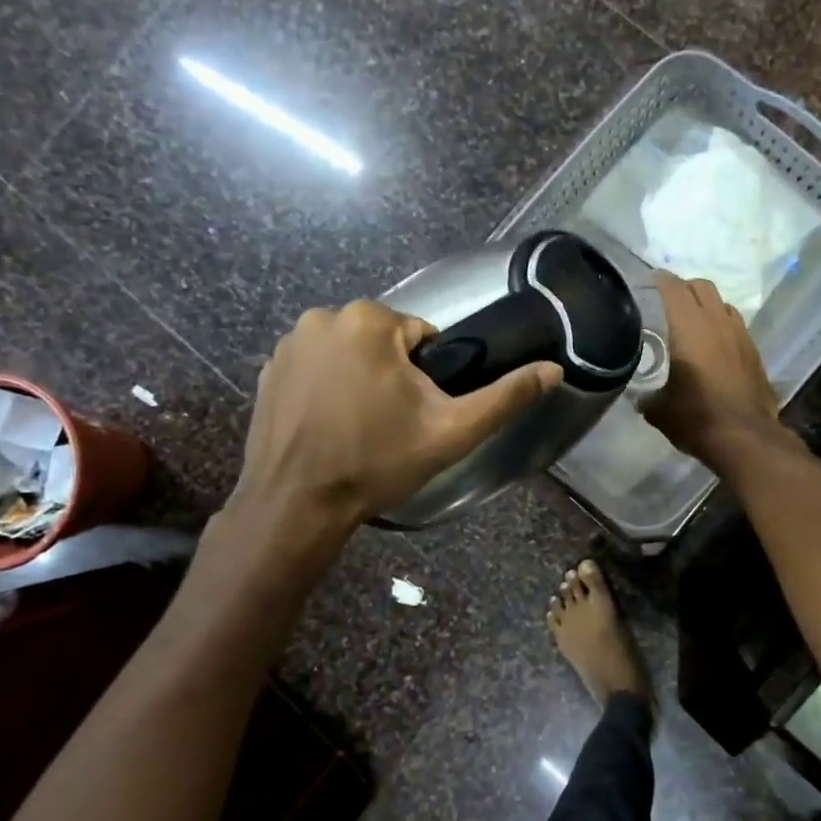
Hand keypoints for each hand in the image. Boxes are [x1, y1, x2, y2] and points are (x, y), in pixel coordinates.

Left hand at [231, 300, 562, 537]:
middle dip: (393, 377)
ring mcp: (288, 343)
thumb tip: (554, 369)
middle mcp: (323, 316)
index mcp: (369, 320)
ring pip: (349, 354)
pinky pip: (316, 368)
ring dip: (360, 380)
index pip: (421, 337)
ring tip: (358, 429)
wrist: (297, 504)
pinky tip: (327, 427)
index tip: (416, 415)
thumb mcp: (451, 432)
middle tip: (390, 426)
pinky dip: (326, 389)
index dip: (427, 378)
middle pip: (383, 342)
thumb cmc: (377, 462)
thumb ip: (505, 397)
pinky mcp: (267, 369)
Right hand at [642, 272, 780, 465]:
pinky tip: (713, 344)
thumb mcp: (658, 409)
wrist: (744, 437)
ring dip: (705, 305)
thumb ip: (646, 395)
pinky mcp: (753, 350)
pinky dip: (721, 324)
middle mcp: (716, 321)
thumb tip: (639, 396)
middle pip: (700, 286)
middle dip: (683, 288)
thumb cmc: (695, 418)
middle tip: (666, 302)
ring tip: (691, 321)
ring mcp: (739, 334)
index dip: (658, 280)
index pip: (672, 287)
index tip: (645, 283)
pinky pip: (734, 324)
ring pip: (721, 303)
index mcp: (688, 327)